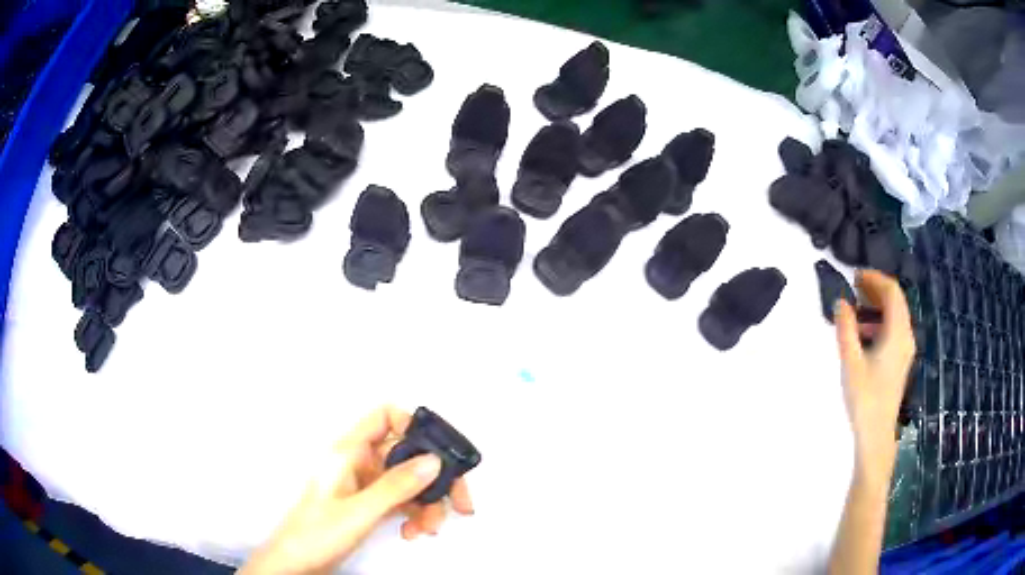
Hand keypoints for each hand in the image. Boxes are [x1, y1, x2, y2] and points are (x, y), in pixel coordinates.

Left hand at [239, 406, 473, 574]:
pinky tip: (413, 531)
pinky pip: (402, 500)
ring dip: (427, 503)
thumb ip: (396, 486)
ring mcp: (365, 484)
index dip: (413, 425)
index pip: (385, 417)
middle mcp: (359, 463)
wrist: (296, 564)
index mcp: (348, 452)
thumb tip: (433, 461)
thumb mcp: (359, 511)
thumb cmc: (315, 534)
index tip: (439, 453)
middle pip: (407, 453)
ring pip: (409, 480)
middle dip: (435, 477)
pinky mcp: (369, 504)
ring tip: (429, 527)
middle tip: (459, 500)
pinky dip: (414, 514)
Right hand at [834, 270, 914, 486]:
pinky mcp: (900, 361)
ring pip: (895, 316)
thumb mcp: (851, 361)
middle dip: (875, 290)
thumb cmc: (865, 397)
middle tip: (853, 287)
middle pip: (895, 301)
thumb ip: (846, 328)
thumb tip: (841, 301)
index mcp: (897, 332)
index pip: (892, 291)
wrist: (876, 434)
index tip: (854, 275)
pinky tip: (863, 335)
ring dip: (876, 307)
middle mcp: (906, 336)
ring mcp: (905, 349)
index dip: (874, 278)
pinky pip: (893, 330)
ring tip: (855, 310)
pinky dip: (879, 323)